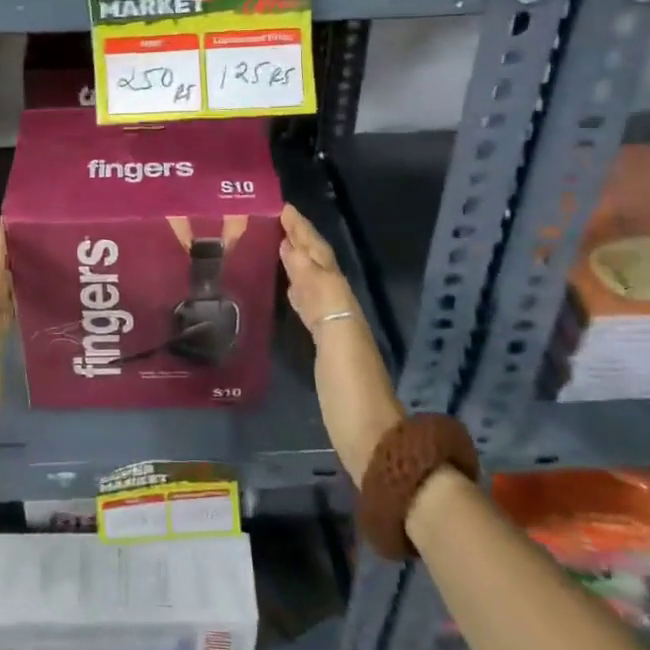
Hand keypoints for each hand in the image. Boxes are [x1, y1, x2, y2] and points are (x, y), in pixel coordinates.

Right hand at [279, 204, 403, 485]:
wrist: (372, 442)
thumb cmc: (352, 391)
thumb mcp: (336, 339)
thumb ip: (317, 294)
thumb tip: (292, 251)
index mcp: (342, 303)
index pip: (320, 258)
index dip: (304, 232)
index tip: (283, 207)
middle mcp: (340, 311)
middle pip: (320, 267)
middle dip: (301, 241)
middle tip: (276, 218)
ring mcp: (334, 332)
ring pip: (314, 284)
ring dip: (298, 262)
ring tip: (278, 245)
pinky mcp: (325, 352)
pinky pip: (309, 308)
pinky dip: (297, 291)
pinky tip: (289, 291)